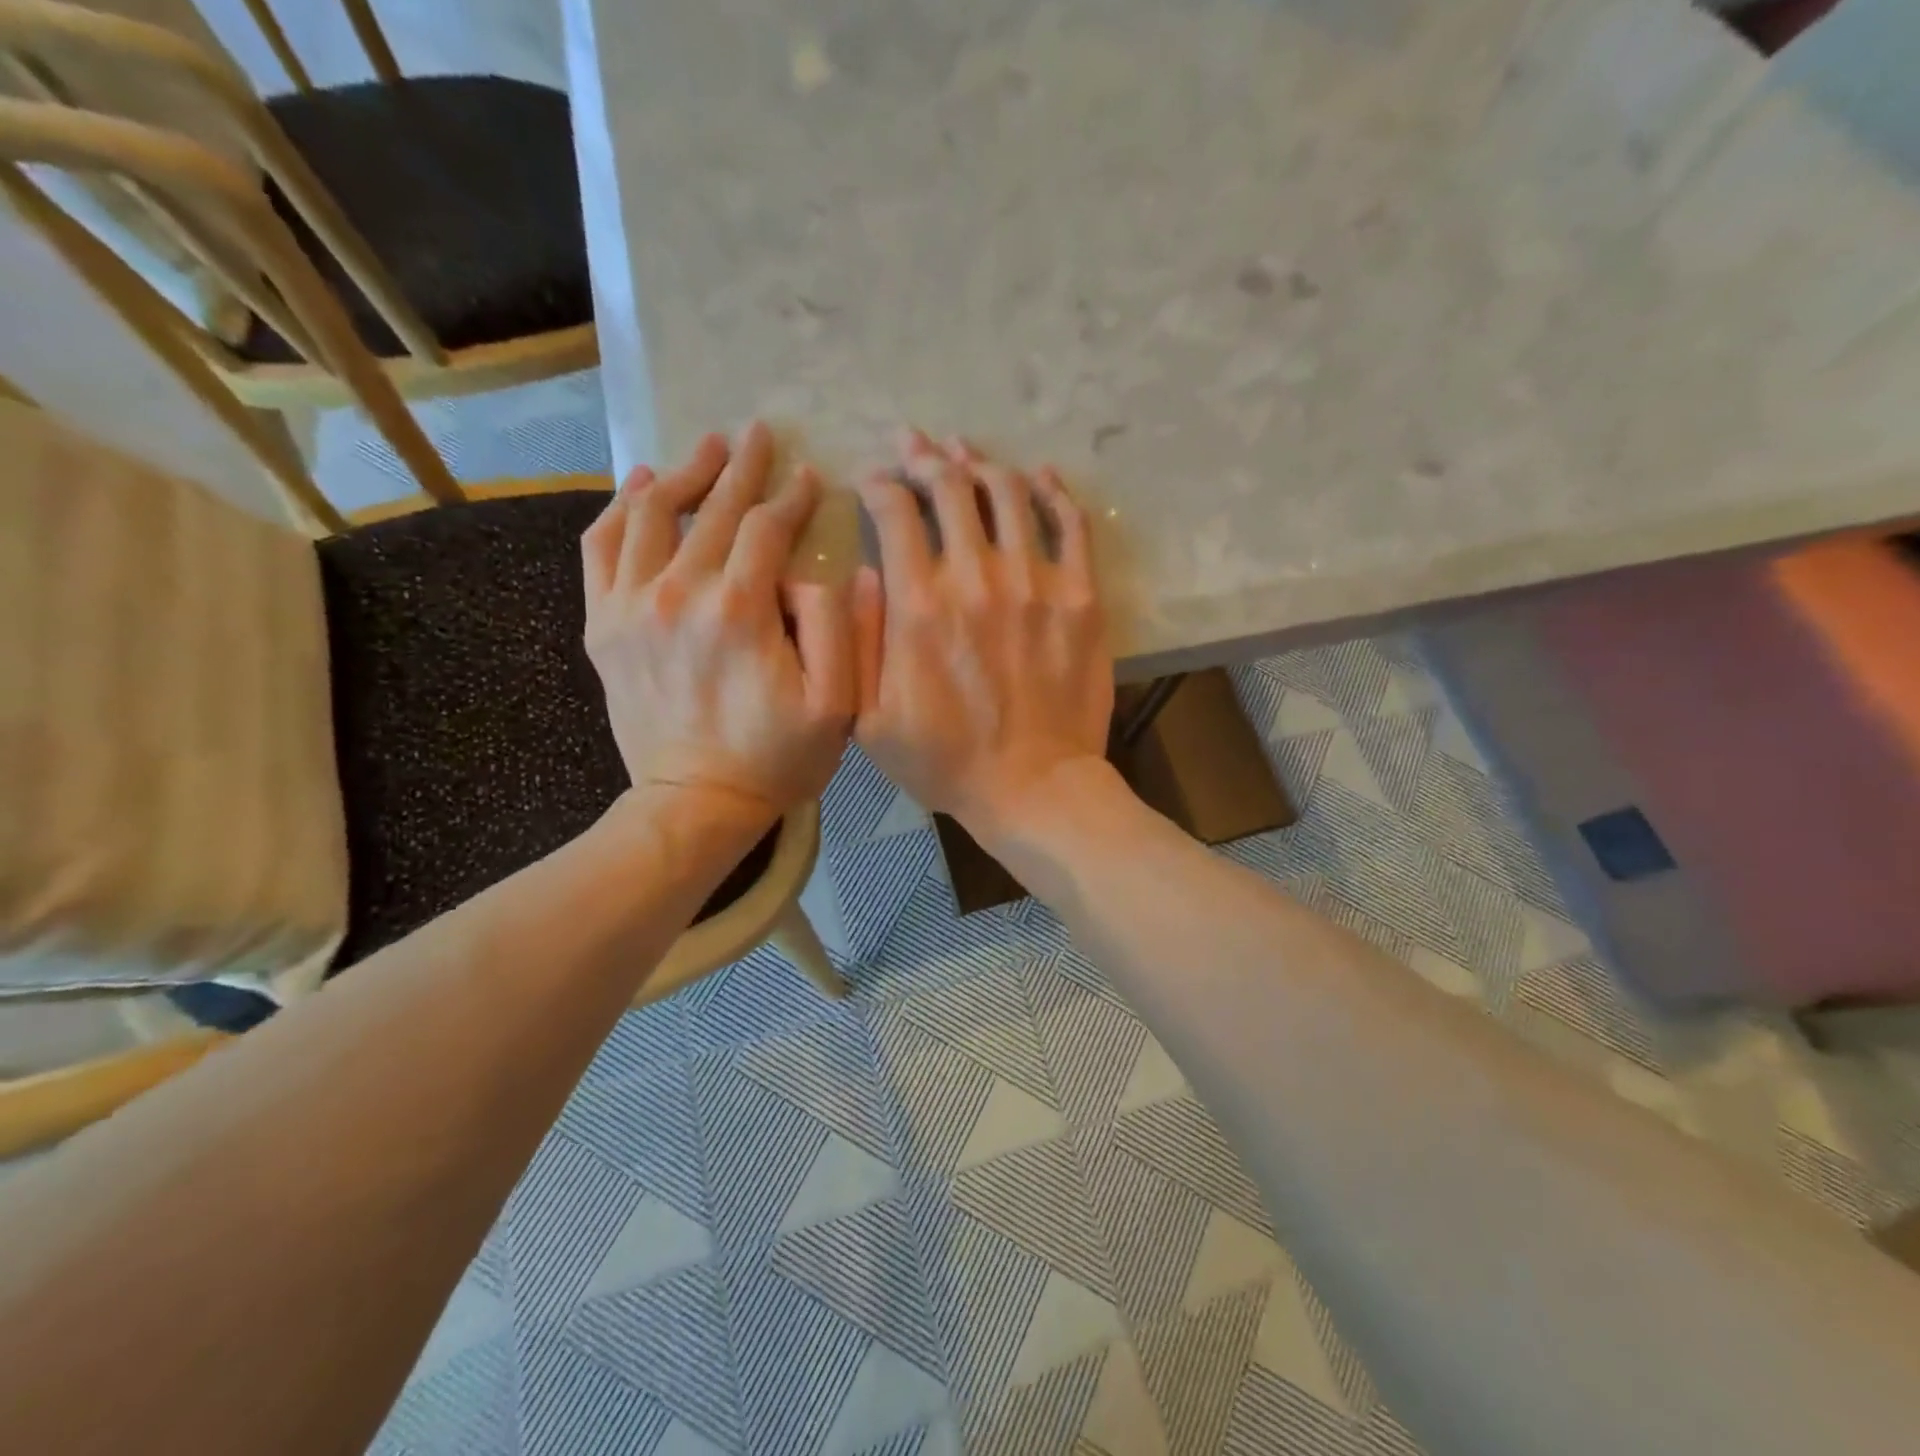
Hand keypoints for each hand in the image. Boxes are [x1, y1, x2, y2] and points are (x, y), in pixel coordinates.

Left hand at [581, 422, 854, 820]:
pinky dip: (618, 511)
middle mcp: (679, 593)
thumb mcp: (836, 706)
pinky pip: (601, 549)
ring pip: (650, 514)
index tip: (809, 475)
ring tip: (705, 450)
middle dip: (740, 467)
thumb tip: (819, 571)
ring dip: (681, 474)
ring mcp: (631, 606)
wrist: (694, 803)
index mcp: (740, 610)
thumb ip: (838, 629)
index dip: (791, 497)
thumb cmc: (775, 758)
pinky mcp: (604, 625)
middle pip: (710, 509)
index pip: (766, 528)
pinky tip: (637, 489)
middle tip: (758, 433)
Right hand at [852, 430, 1112, 839]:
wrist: (1034, 788)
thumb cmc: (945, 761)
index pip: (895, 513)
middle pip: (949, 488)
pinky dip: (1052, 491)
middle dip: (924, 457)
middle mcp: (976, 578)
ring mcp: (1036, 582)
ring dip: (980, 462)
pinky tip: (1037, 475)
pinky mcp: (1081, 596)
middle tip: (913, 445)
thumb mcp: (870, 719)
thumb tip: (863, 573)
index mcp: (919, 606)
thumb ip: (858, 641)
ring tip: (964, 450)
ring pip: (1007, 492)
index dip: (878, 484)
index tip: (871, 480)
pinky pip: (1070, 524)